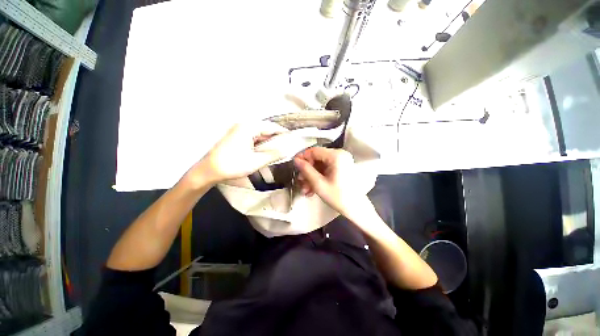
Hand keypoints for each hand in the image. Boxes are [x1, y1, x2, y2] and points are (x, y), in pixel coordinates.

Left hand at [188, 122, 287, 185]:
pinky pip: (253, 137)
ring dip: (269, 140)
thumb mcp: (256, 161)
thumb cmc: (233, 165)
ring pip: (260, 133)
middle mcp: (243, 125)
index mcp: (248, 127)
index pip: (272, 126)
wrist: (208, 170)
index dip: (284, 132)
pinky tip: (266, 150)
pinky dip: (261, 142)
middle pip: (266, 129)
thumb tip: (287, 150)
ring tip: (279, 149)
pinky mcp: (236, 137)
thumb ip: (273, 155)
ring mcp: (239, 130)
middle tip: (288, 146)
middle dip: (277, 137)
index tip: (294, 138)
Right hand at [293, 147, 365, 216]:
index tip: (295, 167)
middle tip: (300, 181)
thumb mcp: (318, 184)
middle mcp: (340, 155)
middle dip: (307, 171)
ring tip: (305, 189)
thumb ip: (306, 170)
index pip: (314, 151)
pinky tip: (312, 189)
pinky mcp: (341, 168)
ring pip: (320, 165)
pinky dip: (318, 177)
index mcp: (336, 156)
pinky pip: (326, 169)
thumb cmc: (338, 197)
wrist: (356, 208)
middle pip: (317, 158)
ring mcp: (341, 161)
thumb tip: (296, 160)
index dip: (302, 158)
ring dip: (311, 176)